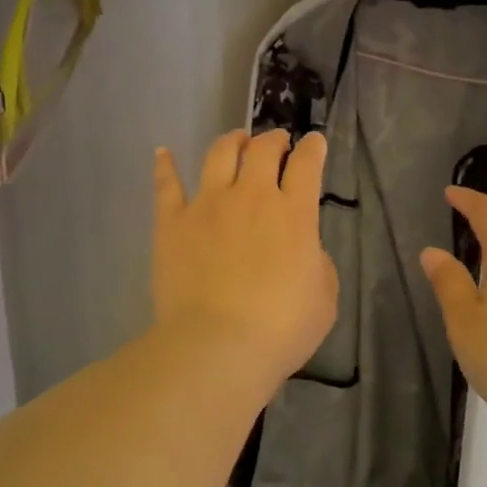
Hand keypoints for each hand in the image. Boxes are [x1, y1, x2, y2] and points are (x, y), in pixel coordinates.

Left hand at [151, 129, 338, 389]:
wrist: (217, 346)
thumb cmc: (280, 329)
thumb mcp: (323, 297)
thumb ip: (316, 262)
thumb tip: (303, 248)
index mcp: (294, 214)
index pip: (307, 164)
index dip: (312, 147)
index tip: (314, 141)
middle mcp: (251, 197)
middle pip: (263, 150)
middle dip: (274, 139)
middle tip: (277, 142)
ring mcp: (208, 205)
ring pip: (219, 155)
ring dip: (232, 141)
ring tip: (236, 140)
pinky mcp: (172, 222)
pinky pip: (167, 186)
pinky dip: (165, 166)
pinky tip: (163, 153)